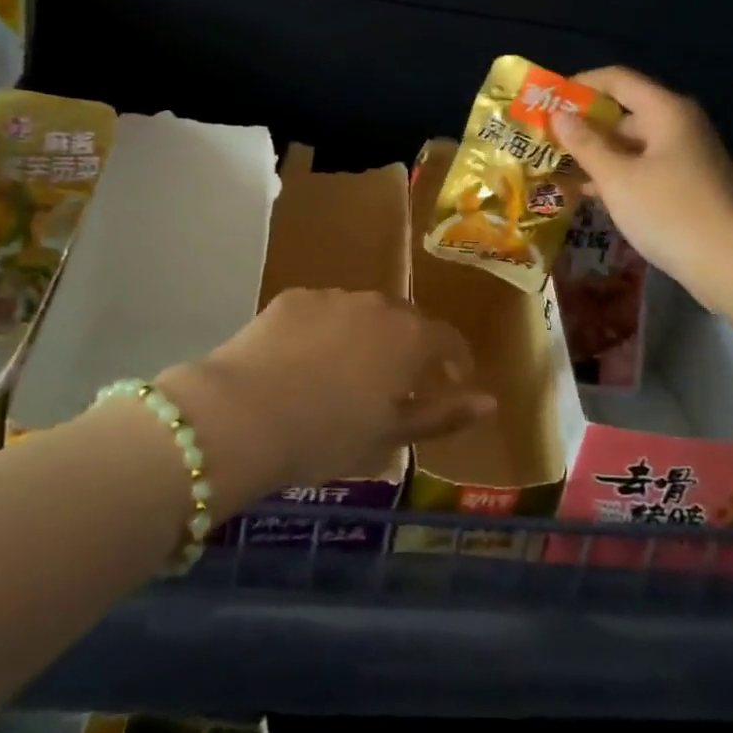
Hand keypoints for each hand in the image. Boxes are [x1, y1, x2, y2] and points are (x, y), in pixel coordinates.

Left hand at [159, 289, 493, 492]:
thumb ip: (444, 414)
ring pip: (361, 314)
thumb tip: (489, 401)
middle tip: (395, 385)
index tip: (450, 382)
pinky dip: (324, 332)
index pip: (447, 339)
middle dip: (407, 349)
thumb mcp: (391, 436)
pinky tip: (303, 362)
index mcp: (409, 336)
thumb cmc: (327, 435)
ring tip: (344, 375)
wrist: (242, 415)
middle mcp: (376, 304)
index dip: (454, 361)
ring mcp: (332, 296)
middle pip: (404, 321)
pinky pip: (322, 312)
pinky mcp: (292, 297)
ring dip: (364, 338)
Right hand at [550, 66, 732, 309]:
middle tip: (548, 140)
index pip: (617, 79)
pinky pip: (646, 167)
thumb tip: (559, 115)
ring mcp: (689, 156)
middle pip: (625, 112)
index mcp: (666, 111)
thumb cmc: (668, 212)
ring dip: (599, 153)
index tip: (548, 100)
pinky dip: (619, 174)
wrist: (731, 264)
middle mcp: (681, 125)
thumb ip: (585, 144)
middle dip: (585, 125)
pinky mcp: (690, 184)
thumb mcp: (617, 178)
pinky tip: (591, 194)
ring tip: (560, 168)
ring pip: (634, 144)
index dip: (581, 85)